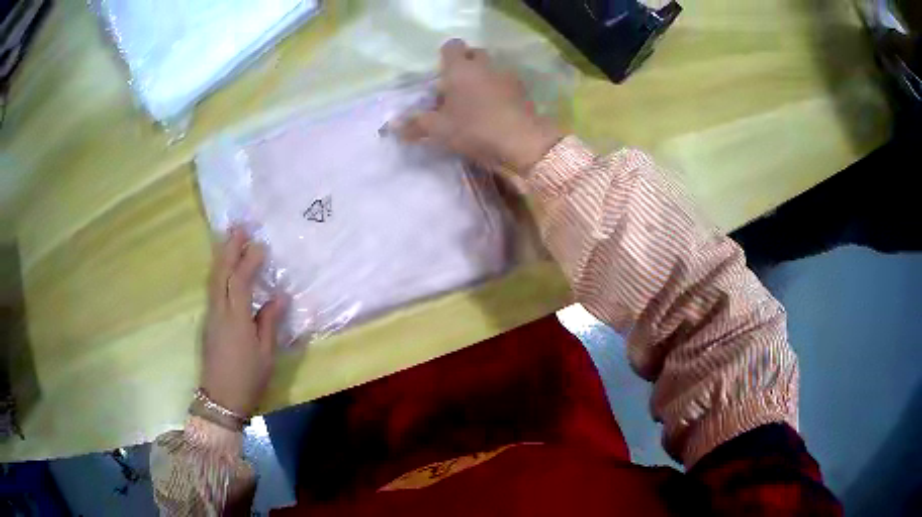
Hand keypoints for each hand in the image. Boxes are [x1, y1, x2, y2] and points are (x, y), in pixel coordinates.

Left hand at [200, 227, 285, 416]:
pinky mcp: (208, 322)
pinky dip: (218, 272)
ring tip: (230, 239)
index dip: (249, 261)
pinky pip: (212, 289)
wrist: (221, 399)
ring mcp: (211, 316)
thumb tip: (279, 296)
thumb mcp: (266, 354)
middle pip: (221, 273)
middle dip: (229, 249)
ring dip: (221, 257)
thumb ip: (270, 322)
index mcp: (237, 320)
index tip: (260, 245)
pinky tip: (224, 268)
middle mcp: (220, 312)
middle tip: (239, 227)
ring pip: (213, 279)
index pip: (240, 281)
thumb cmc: (248, 378)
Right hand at [401, 39, 562, 175]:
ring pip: (491, 69)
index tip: (441, 73)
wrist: (522, 142)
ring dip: (483, 78)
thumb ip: (416, 124)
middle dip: (465, 65)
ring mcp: (506, 76)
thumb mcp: (440, 129)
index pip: (452, 46)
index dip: (446, 56)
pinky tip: (494, 111)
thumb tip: (393, 126)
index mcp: (460, 68)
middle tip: (456, 87)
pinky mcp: (522, 91)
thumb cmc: (474, 129)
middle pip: (474, 54)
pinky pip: (505, 83)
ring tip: (475, 102)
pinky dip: (498, 91)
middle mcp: (484, 65)